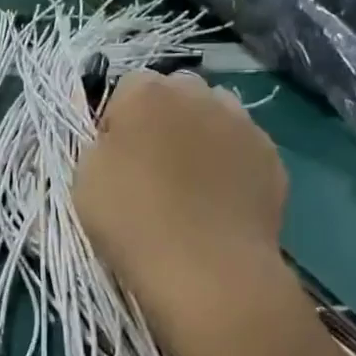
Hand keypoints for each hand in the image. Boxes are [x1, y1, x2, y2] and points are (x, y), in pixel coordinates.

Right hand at [74, 70, 292, 355]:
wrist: (206, 268)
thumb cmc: (132, 219)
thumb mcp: (84, 178)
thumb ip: (101, 144)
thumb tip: (120, 139)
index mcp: (146, 92)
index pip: (127, 87)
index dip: (118, 120)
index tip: (114, 156)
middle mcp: (198, 93)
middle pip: (177, 92)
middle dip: (164, 118)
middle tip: (152, 165)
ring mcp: (242, 123)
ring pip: (216, 113)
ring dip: (201, 134)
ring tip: (191, 181)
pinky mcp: (272, 157)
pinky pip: (244, 148)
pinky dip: (231, 163)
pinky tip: (220, 200)